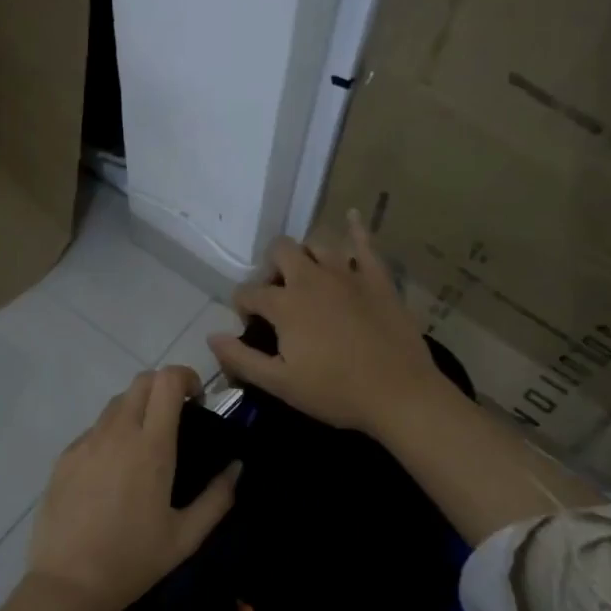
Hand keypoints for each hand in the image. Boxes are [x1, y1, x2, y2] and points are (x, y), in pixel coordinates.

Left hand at [28, 366, 239, 610]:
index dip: (186, 378)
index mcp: (151, 447)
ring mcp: (86, 442)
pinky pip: (93, 430)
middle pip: (141, 381)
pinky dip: (111, 435)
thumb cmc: (134, 560)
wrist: (68, 583)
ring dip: (137, 410)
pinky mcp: (64, 457)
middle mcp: (116, 433)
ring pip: (115, 404)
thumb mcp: (187, 536)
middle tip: (176, 418)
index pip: (167, 381)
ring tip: (145, 447)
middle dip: (163, 388)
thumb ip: (218, 498)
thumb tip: (236, 467)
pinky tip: (113, 473)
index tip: (197, 401)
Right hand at [208, 211, 441, 439]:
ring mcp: (348, 274)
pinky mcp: (378, 278)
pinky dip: (356, 228)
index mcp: (285, 304)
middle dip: (271, 268)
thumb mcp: (280, 383)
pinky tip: (353, 217)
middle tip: (278, 295)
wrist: (399, 394)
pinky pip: (365, 243)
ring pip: (317, 244)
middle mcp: (312, 278)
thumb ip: (241, 358)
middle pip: (280, 251)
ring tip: (308, 277)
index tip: (250, 325)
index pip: (248, 291)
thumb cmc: (335, 392)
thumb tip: (211, 336)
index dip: (243, 306)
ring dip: (306, 256)